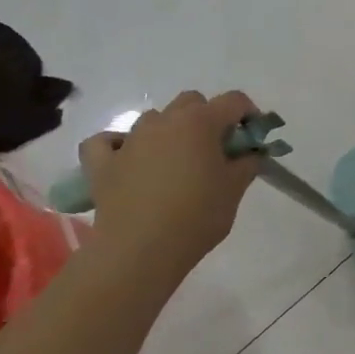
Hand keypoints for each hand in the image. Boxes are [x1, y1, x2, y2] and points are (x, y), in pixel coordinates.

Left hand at [76, 91, 261, 278]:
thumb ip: (247, 163)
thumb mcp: (235, 189)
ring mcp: (131, 140)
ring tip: (175, 162)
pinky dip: (118, 145)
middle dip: (207, 117)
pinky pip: (106, 142)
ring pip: (154, 119)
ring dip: (168, 132)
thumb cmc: (196, 217)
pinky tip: (128, 160)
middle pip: (192, 101)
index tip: (252, 137)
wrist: (140, 252)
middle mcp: (165, 121)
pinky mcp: (102, 164)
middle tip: (215, 149)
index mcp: (201, 122)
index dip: (248, 113)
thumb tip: (249, 153)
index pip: (233, 100)